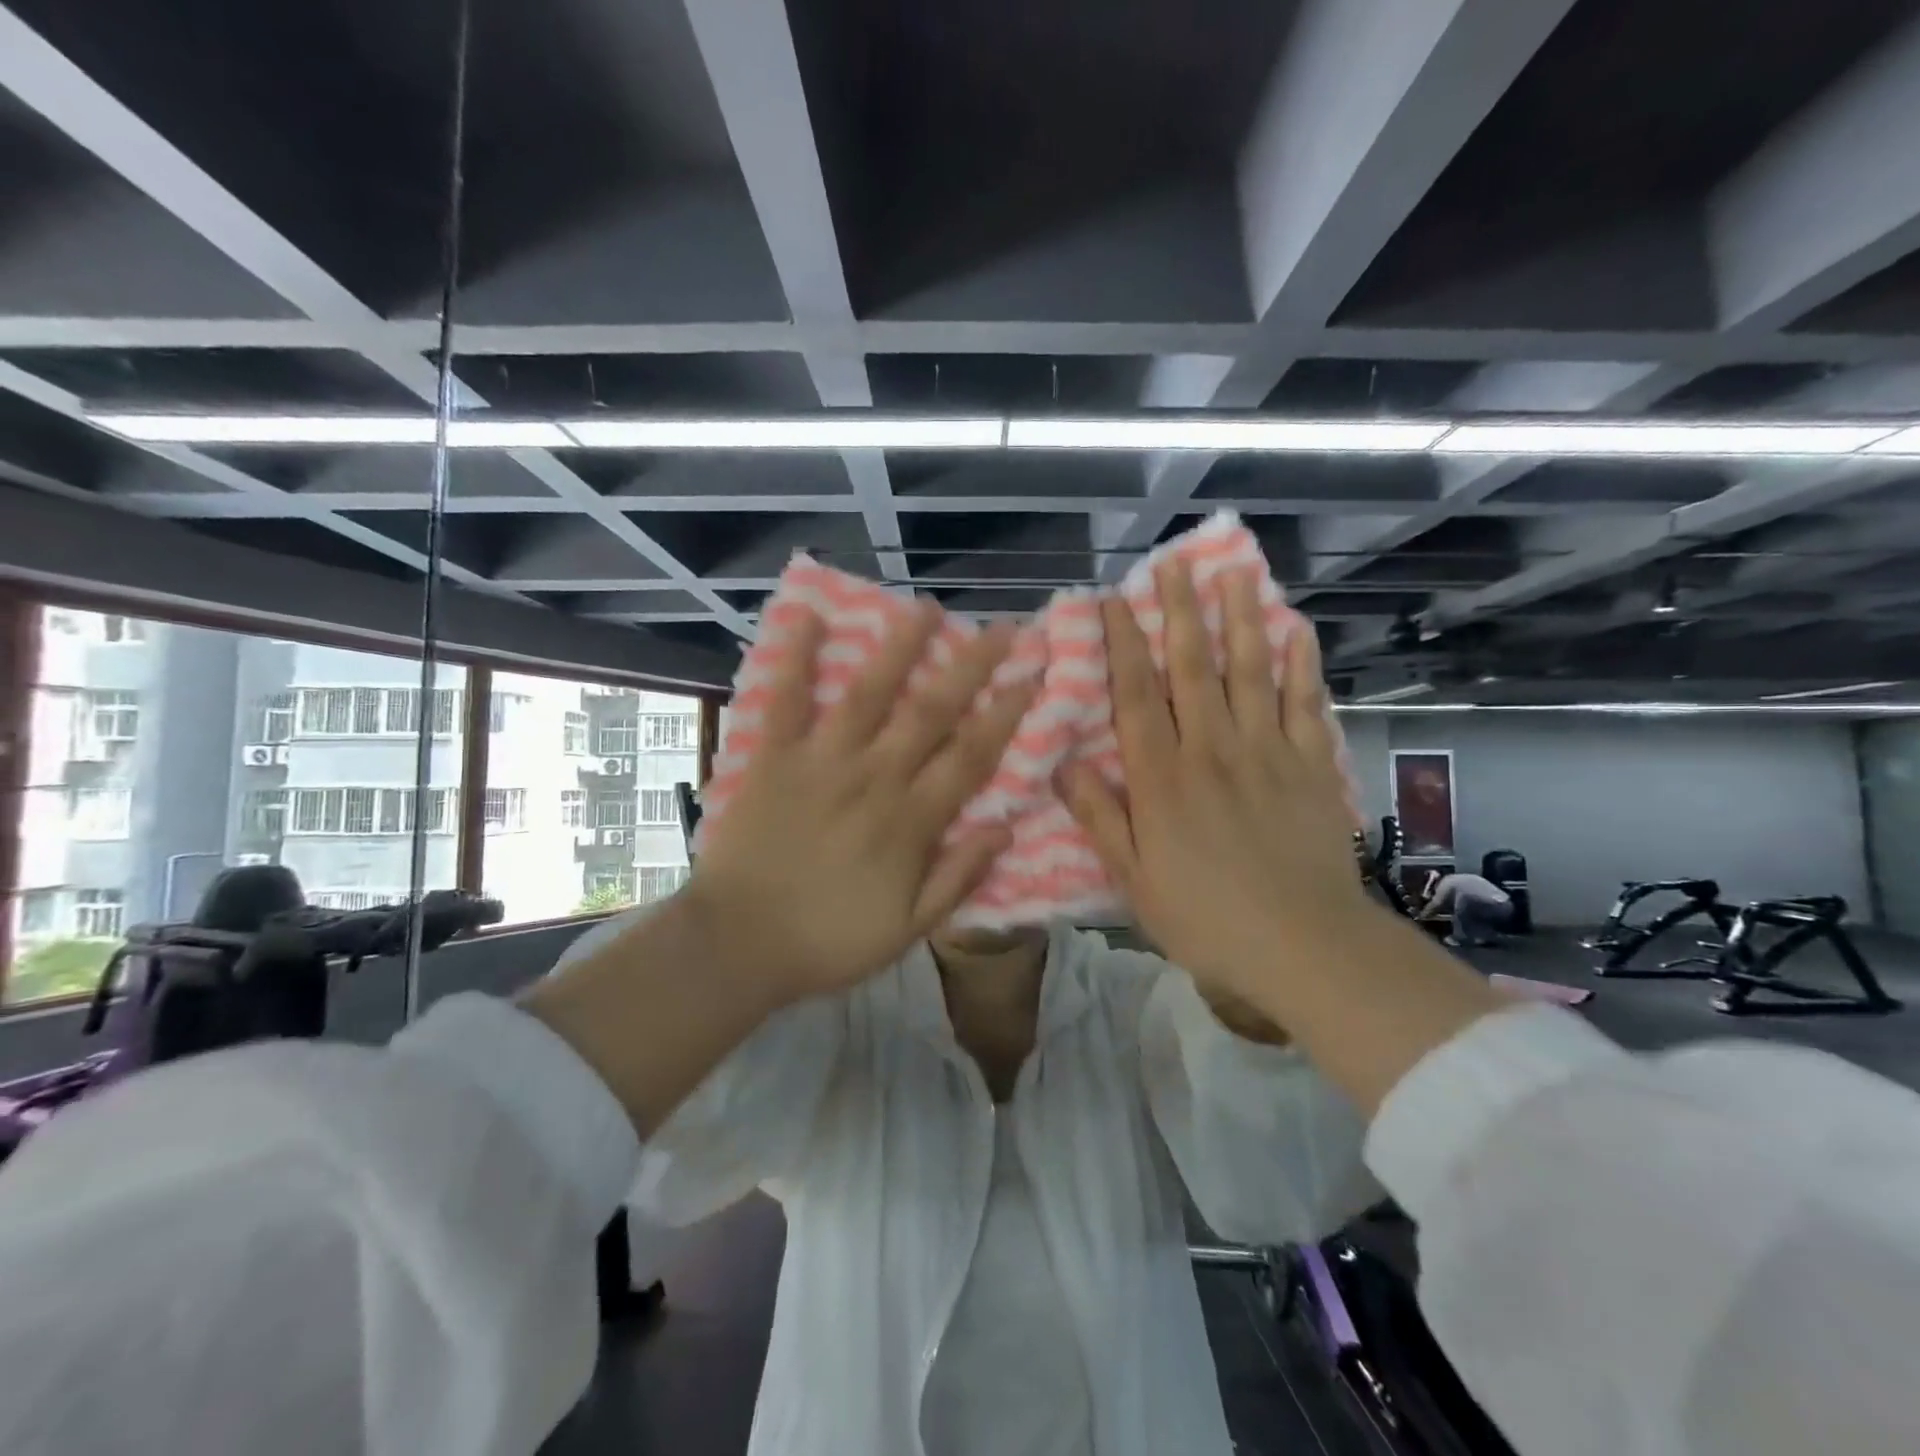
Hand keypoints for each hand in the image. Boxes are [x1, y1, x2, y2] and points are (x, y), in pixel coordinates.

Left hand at [687, 602, 1036, 1004]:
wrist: (738, 945)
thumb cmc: (828, 940)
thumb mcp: (908, 929)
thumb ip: (957, 876)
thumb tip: (1005, 827)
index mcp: (910, 821)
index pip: (970, 756)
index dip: (1005, 714)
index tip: (1031, 677)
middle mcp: (874, 778)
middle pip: (931, 712)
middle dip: (971, 666)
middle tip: (1002, 628)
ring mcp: (822, 762)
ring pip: (869, 694)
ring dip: (900, 648)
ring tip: (925, 609)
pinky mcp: (774, 758)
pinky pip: (786, 701)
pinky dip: (796, 658)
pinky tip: (808, 615)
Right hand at [1059, 561, 1368, 1009]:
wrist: (1304, 946)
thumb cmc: (1206, 918)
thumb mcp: (1133, 879)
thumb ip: (1100, 817)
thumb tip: (1062, 764)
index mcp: (1163, 778)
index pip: (1137, 696)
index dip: (1124, 645)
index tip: (1115, 601)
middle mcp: (1212, 750)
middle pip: (1194, 668)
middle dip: (1182, 612)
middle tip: (1176, 564)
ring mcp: (1267, 753)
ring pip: (1250, 673)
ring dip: (1241, 620)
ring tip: (1235, 574)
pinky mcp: (1311, 767)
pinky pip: (1304, 705)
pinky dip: (1300, 666)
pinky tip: (1296, 632)